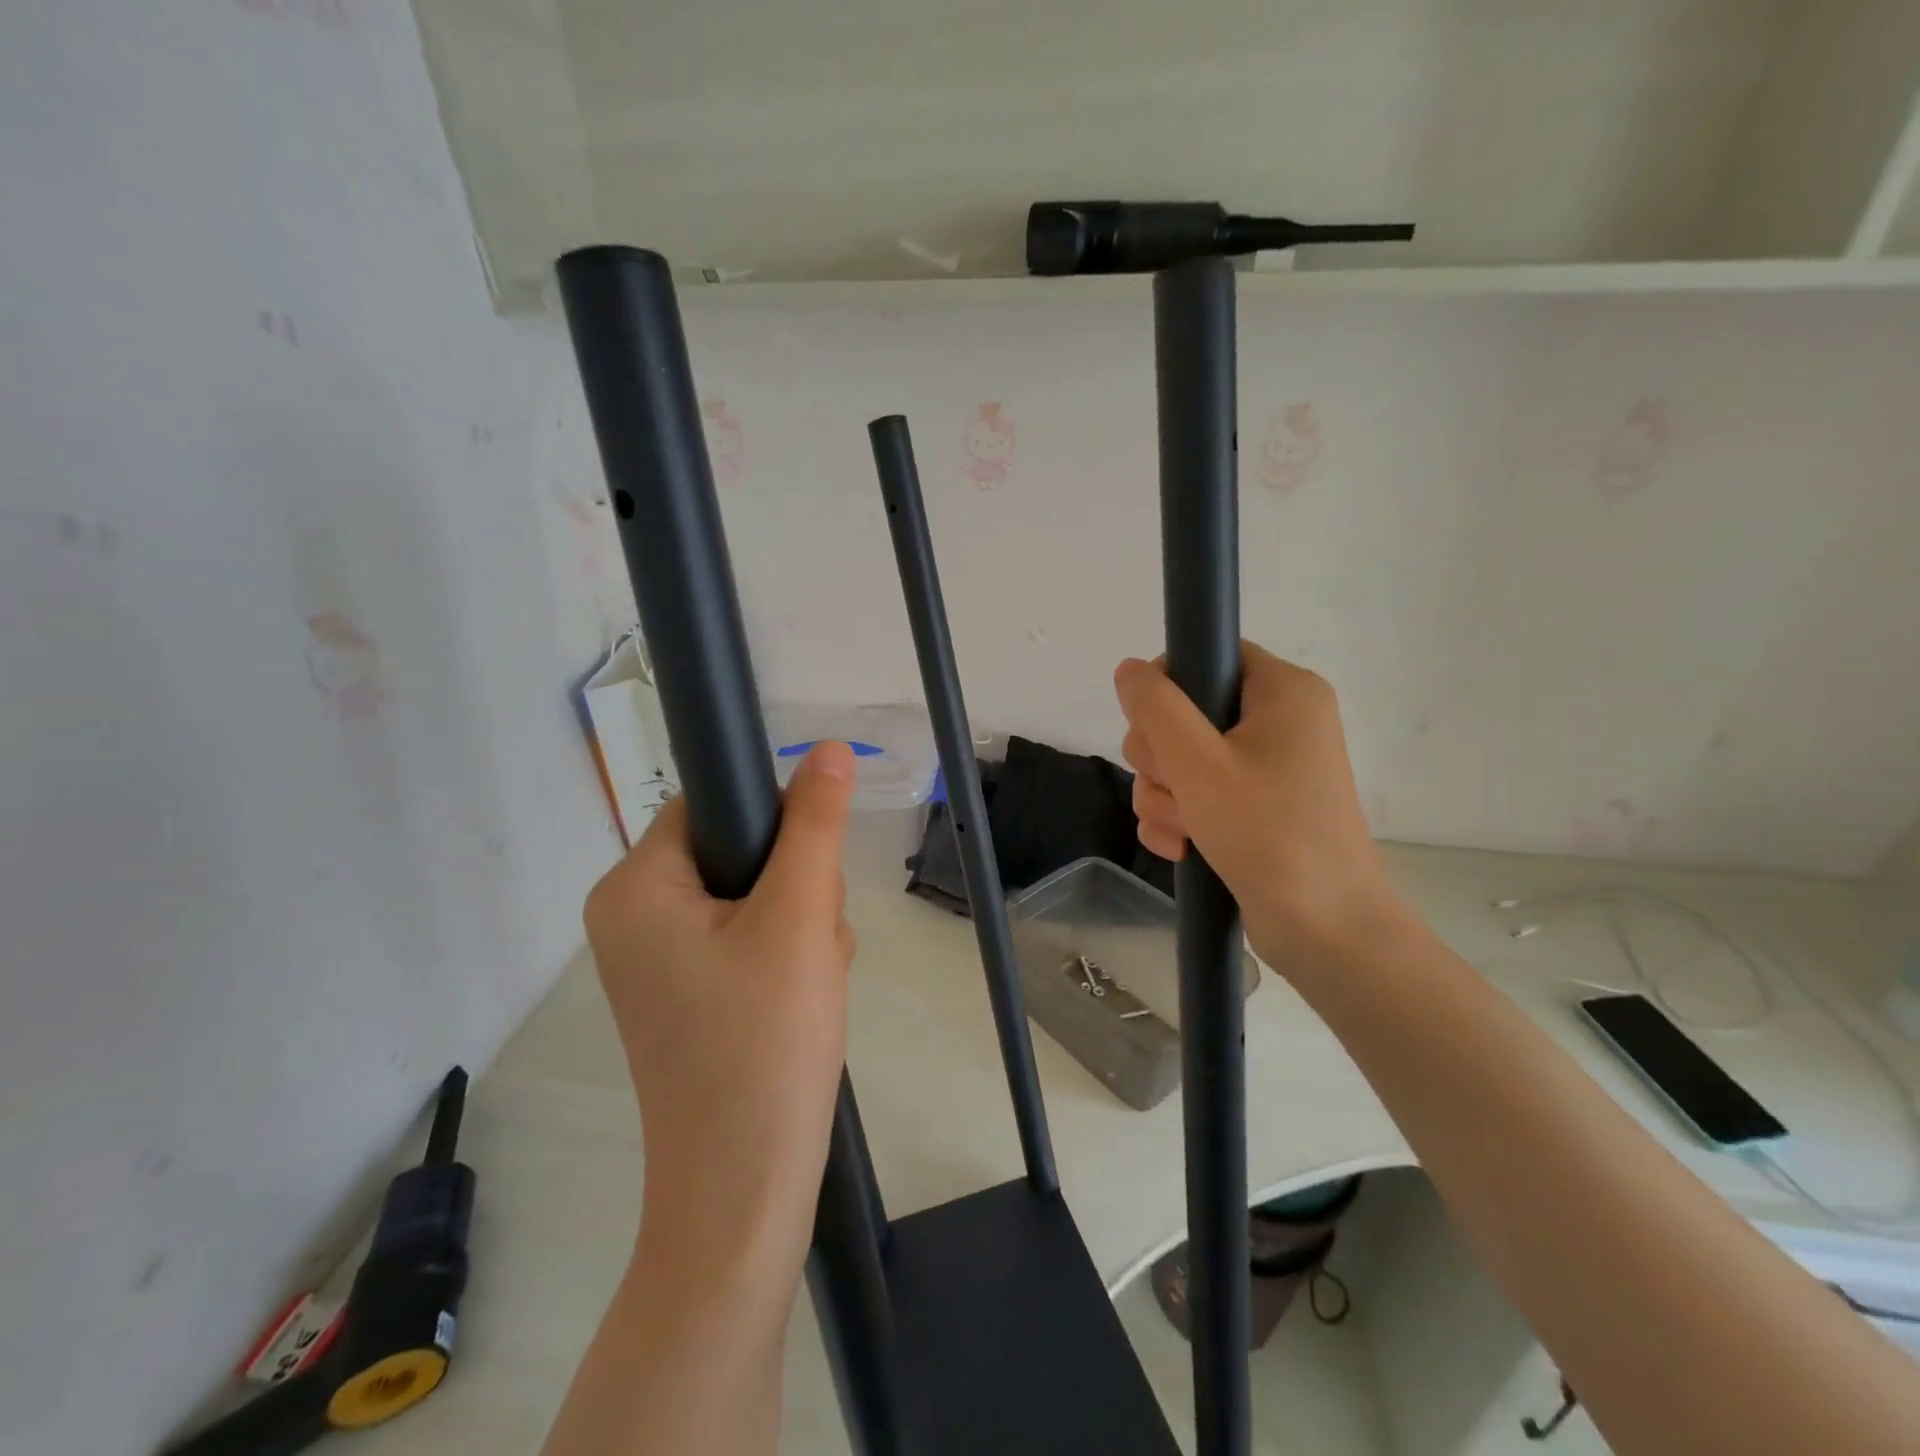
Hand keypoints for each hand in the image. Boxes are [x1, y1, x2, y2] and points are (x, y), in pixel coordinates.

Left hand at [582, 742, 856, 1293]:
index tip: (811, 877)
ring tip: (814, 980)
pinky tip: (804, 1000)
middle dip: (795, 887)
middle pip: (736, 851)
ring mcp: (658, 963)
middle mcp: (631, 918)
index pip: (712, 803)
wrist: (745, 1192)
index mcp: (634, 887)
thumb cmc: (763, 1042)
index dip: (775, 824)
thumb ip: (814, 824)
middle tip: (814, 942)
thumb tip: (827, 748)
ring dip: (800, 924)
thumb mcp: (799, 917)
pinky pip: (746, 941)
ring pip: (752, 897)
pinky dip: (786, 957)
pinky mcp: (687, 997)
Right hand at [1114, 643, 1405, 971]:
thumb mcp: (1199, 764)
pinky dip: (1179, 817)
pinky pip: (1195, 794)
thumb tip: (1129, 669)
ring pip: (1181, 759)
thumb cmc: (1268, 833)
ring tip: (1182, 831)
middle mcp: (1278, 721)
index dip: (1167, 688)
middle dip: (1161, 759)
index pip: (1206, 654)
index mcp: (1283, 691)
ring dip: (1165, 796)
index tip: (1156, 731)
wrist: (1325, 931)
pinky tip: (1180, 847)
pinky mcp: (1254, 807)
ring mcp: (1266, 767)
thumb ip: (1156, 708)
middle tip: (1176, 789)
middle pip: (1184, 711)